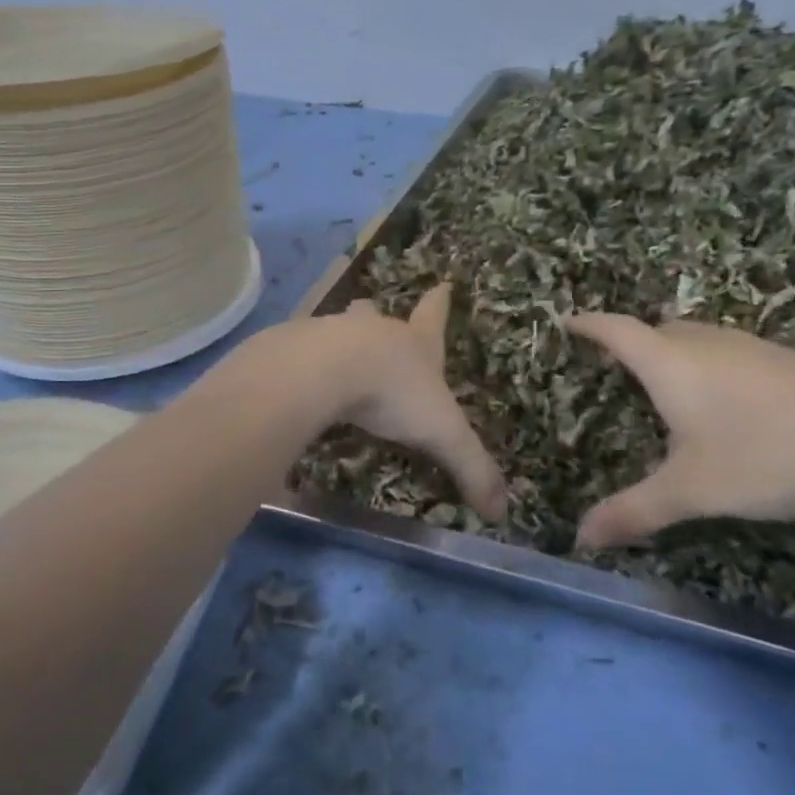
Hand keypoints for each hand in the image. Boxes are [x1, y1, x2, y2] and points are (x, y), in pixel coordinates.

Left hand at [320, 284, 508, 520]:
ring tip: (332, 358)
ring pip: (336, 330)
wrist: (323, 371)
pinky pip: (298, 354)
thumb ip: (472, 469)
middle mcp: (373, 331)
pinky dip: (302, 365)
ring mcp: (330, 335)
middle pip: (377, 316)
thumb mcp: (442, 434)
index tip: (444, 282)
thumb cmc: (393, 393)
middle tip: (372, 314)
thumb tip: (502, 512)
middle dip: (377, 317)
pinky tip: (298, 383)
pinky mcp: (293, 349)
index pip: (433, 318)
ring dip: (338, 340)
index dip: (440, 303)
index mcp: (414, 344)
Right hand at [563, 313, 794, 549]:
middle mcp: (707, 344)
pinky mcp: (787, 361)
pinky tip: (728, 404)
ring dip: (675, 352)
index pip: (617, 330)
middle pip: (658, 330)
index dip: (588, 324)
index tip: (567, 321)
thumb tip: (581, 539)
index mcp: (671, 363)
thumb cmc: (762, 457)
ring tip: (668, 385)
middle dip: (632, 342)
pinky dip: (711, 366)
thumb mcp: (690, 491)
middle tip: (616, 366)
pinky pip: (730, 353)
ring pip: (698, 339)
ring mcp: (752, 348)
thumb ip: (633, 511)